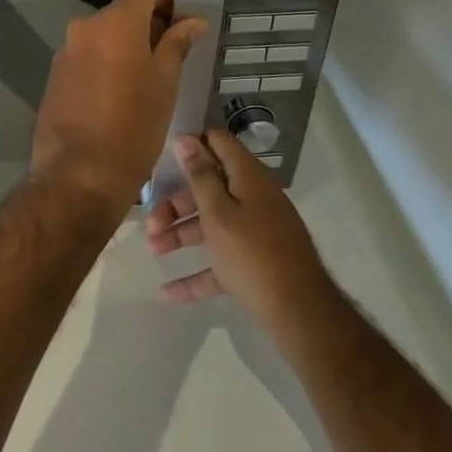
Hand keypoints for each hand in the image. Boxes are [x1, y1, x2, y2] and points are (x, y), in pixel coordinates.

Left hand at [29, 0, 206, 210]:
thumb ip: (176, 44)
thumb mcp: (165, 83)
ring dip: (123, 48)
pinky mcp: (53, 77)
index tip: (182, 20)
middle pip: (120, 13)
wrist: (78, 174)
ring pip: (101, 38)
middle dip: (146, 27)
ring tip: (146, 79)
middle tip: (171, 55)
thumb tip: (191, 21)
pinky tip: (117, 95)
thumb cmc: (133, 126)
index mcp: (114, 23)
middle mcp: (83, 29)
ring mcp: (64, 53)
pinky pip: (85, 59)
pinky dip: (104, 65)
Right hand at [145, 130, 323, 314]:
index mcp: (248, 179)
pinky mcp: (256, 264)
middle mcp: (255, 199)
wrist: (300, 314)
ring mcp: (257, 233)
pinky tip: (167, 292)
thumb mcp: (218, 212)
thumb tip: (187, 138)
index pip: (219, 144)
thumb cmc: (251, 254)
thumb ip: (200, 176)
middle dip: (176, 203)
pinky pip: (220, 261)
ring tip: (153, 251)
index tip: (162, 156)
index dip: (192, 144)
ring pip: (212, 225)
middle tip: (151, 221)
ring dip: (181, 235)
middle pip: (209, 189)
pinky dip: (196, 274)